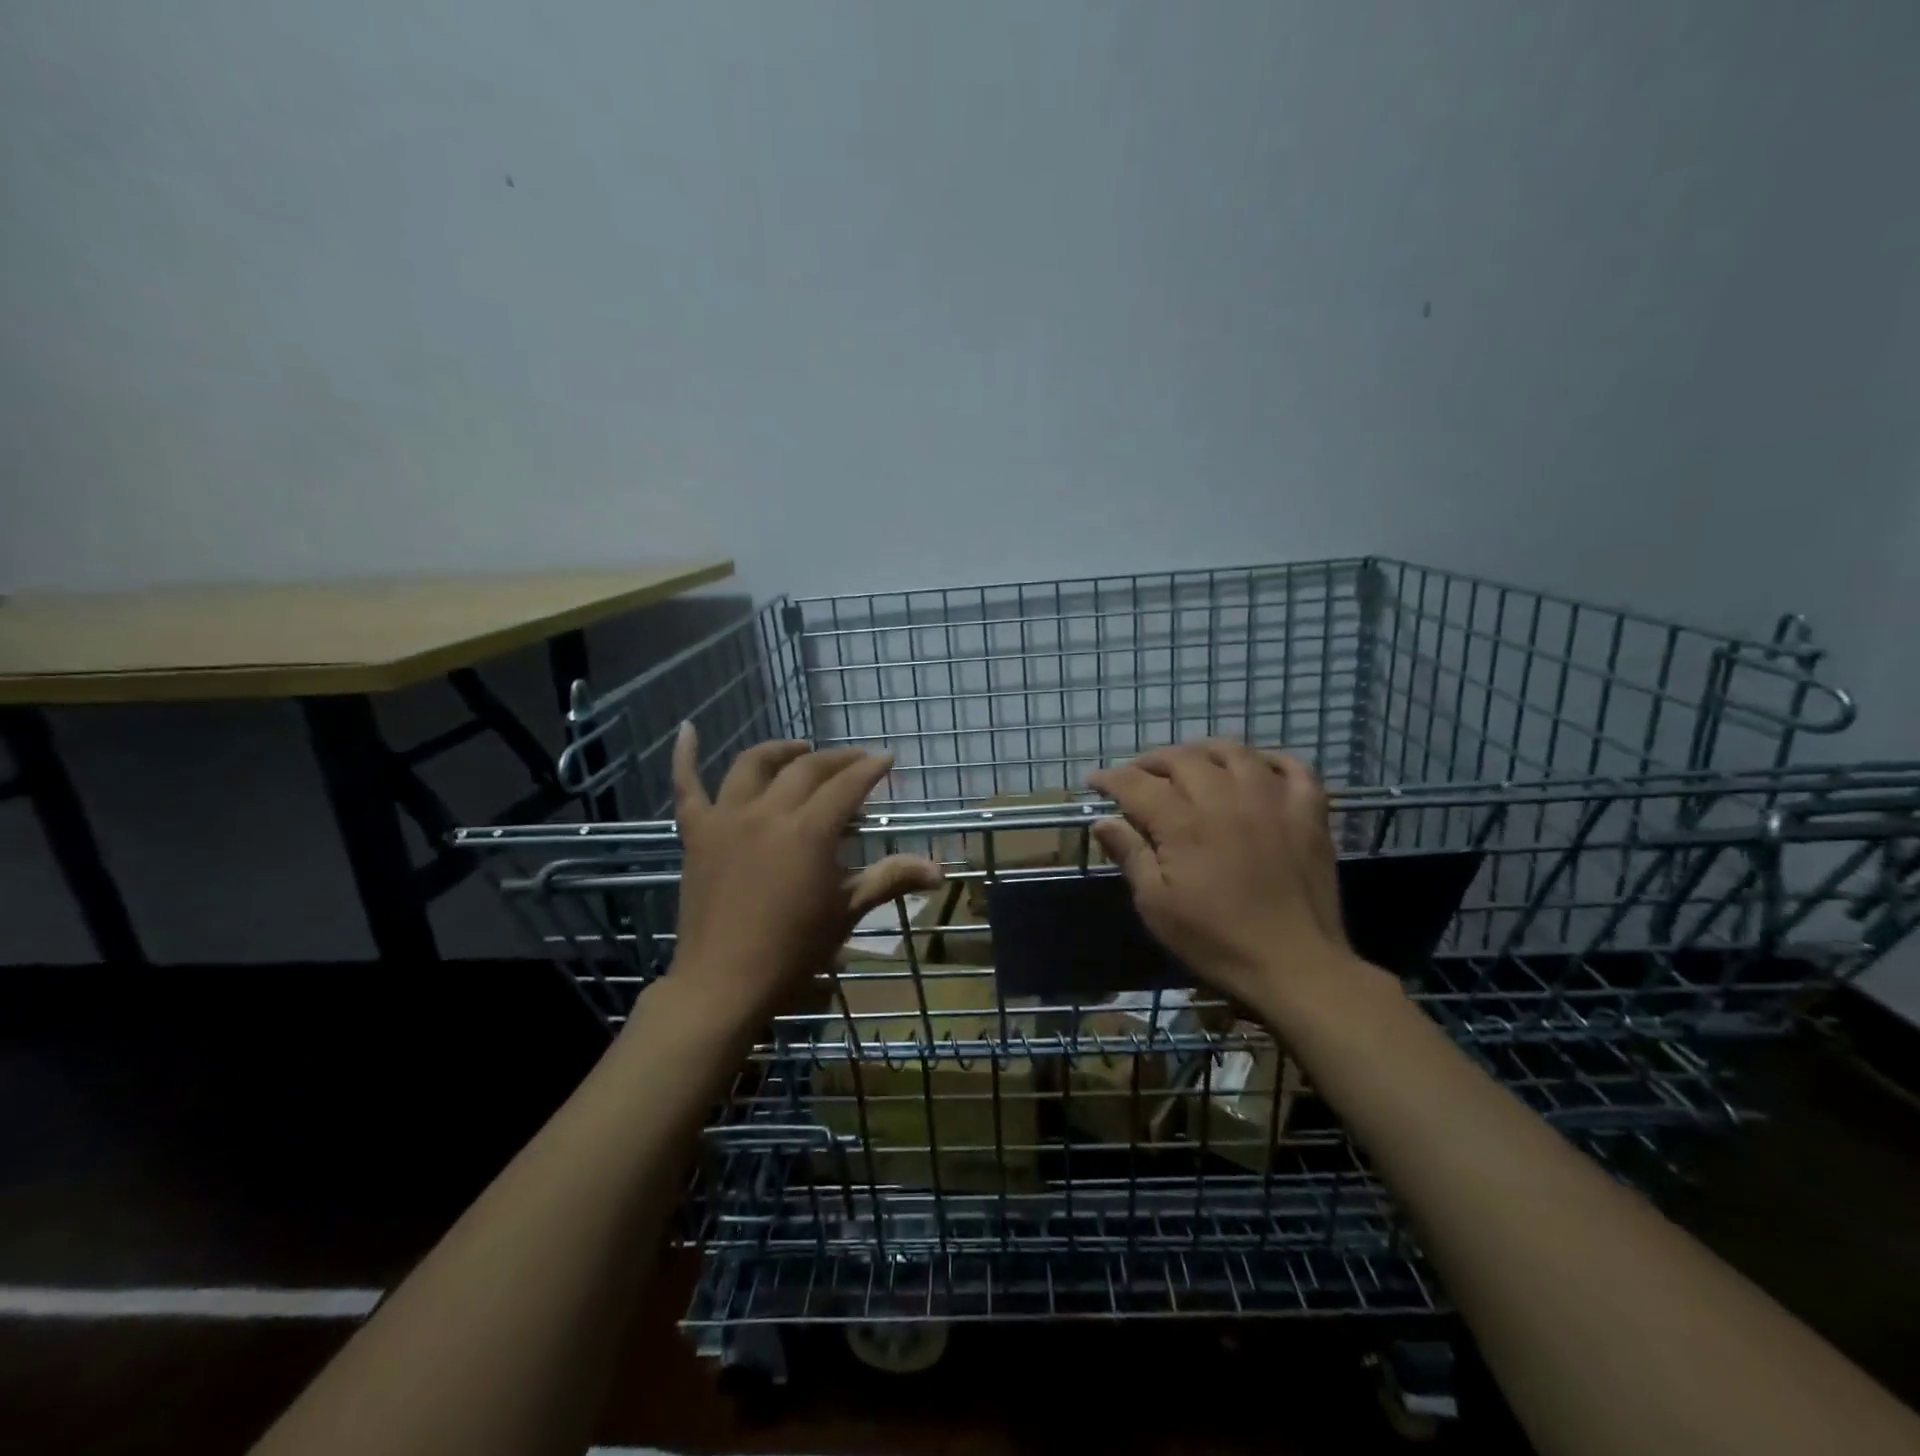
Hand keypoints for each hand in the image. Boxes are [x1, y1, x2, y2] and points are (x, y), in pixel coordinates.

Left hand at [667, 724, 941, 1034]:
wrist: (724, 983)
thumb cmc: (793, 950)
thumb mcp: (847, 912)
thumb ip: (890, 879)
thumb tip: (940, 870)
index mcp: (809, 831)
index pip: (847, 785)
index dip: (870, 768)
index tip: (887, 759)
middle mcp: (768, 812)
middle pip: (806, 769)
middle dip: (837, 759)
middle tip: (856, 761)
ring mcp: (726, 819)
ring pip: (752, 766)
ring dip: (781, 751)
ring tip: (800, 750)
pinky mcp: (696, 834)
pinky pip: (686, 786)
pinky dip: (684, 756)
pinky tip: (688, 730)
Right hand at [1087, 739, 1353, 1014]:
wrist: (1295, 965)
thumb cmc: (1216, 940)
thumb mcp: (1156, 905)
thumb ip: (1130, 855)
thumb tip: (1102, 821)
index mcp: (1183, 822)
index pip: (1136, 784)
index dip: (1110, 778)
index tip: (1095, 781)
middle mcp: (1225, 798)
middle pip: (1182, 758)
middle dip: (1152, 761)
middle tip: (1139, 775)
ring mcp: (1272, 800)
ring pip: (1234, 751)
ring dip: (1204, 751)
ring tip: (1191, 763)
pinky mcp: (1308, 812)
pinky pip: (1292, 767)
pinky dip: (1270, 759)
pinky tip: (1255, 767)